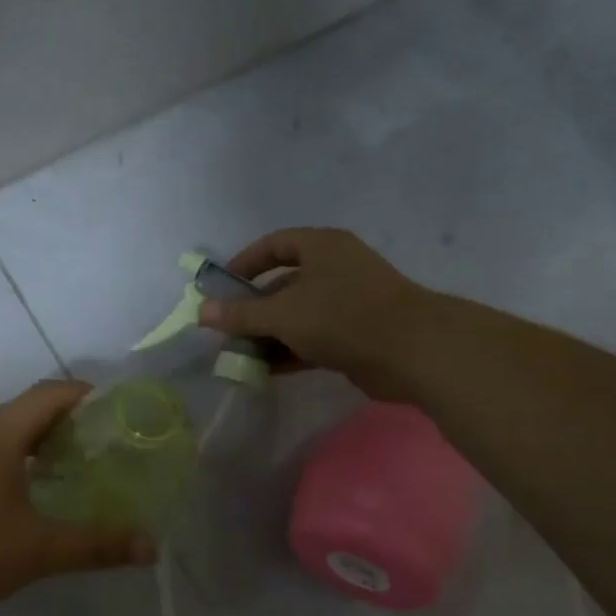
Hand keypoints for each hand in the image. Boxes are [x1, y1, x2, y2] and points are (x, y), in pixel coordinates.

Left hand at [0, 380, 158, 615]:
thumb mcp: (38, 549)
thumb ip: (95, 545)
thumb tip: (151, 545)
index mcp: (3, 434)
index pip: (53, 392)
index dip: (90, 394)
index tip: (124, 412)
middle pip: (34, 409)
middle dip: (75, 419)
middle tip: (113, 444)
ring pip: (14, 434)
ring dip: (49, 442)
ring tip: (85, 467)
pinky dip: (28, 462)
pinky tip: (40, 496)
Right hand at [199, 228, 432, 396]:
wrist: (415, 352)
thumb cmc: (343, 317)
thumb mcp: (283, 314)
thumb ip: (241, 314)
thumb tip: (200, 311)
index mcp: (321, 247)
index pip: (273, 245)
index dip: (244, 263)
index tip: (221, 288)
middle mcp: (335, 268)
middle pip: (282, 283)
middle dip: (253, 308)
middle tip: (226, 330)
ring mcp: (348, 302)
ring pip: (297, 314)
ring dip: (269, 334)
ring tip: (240, 355)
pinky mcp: (356, 334)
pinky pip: (313, 338)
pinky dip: (289, 351)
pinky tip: (265, 370)